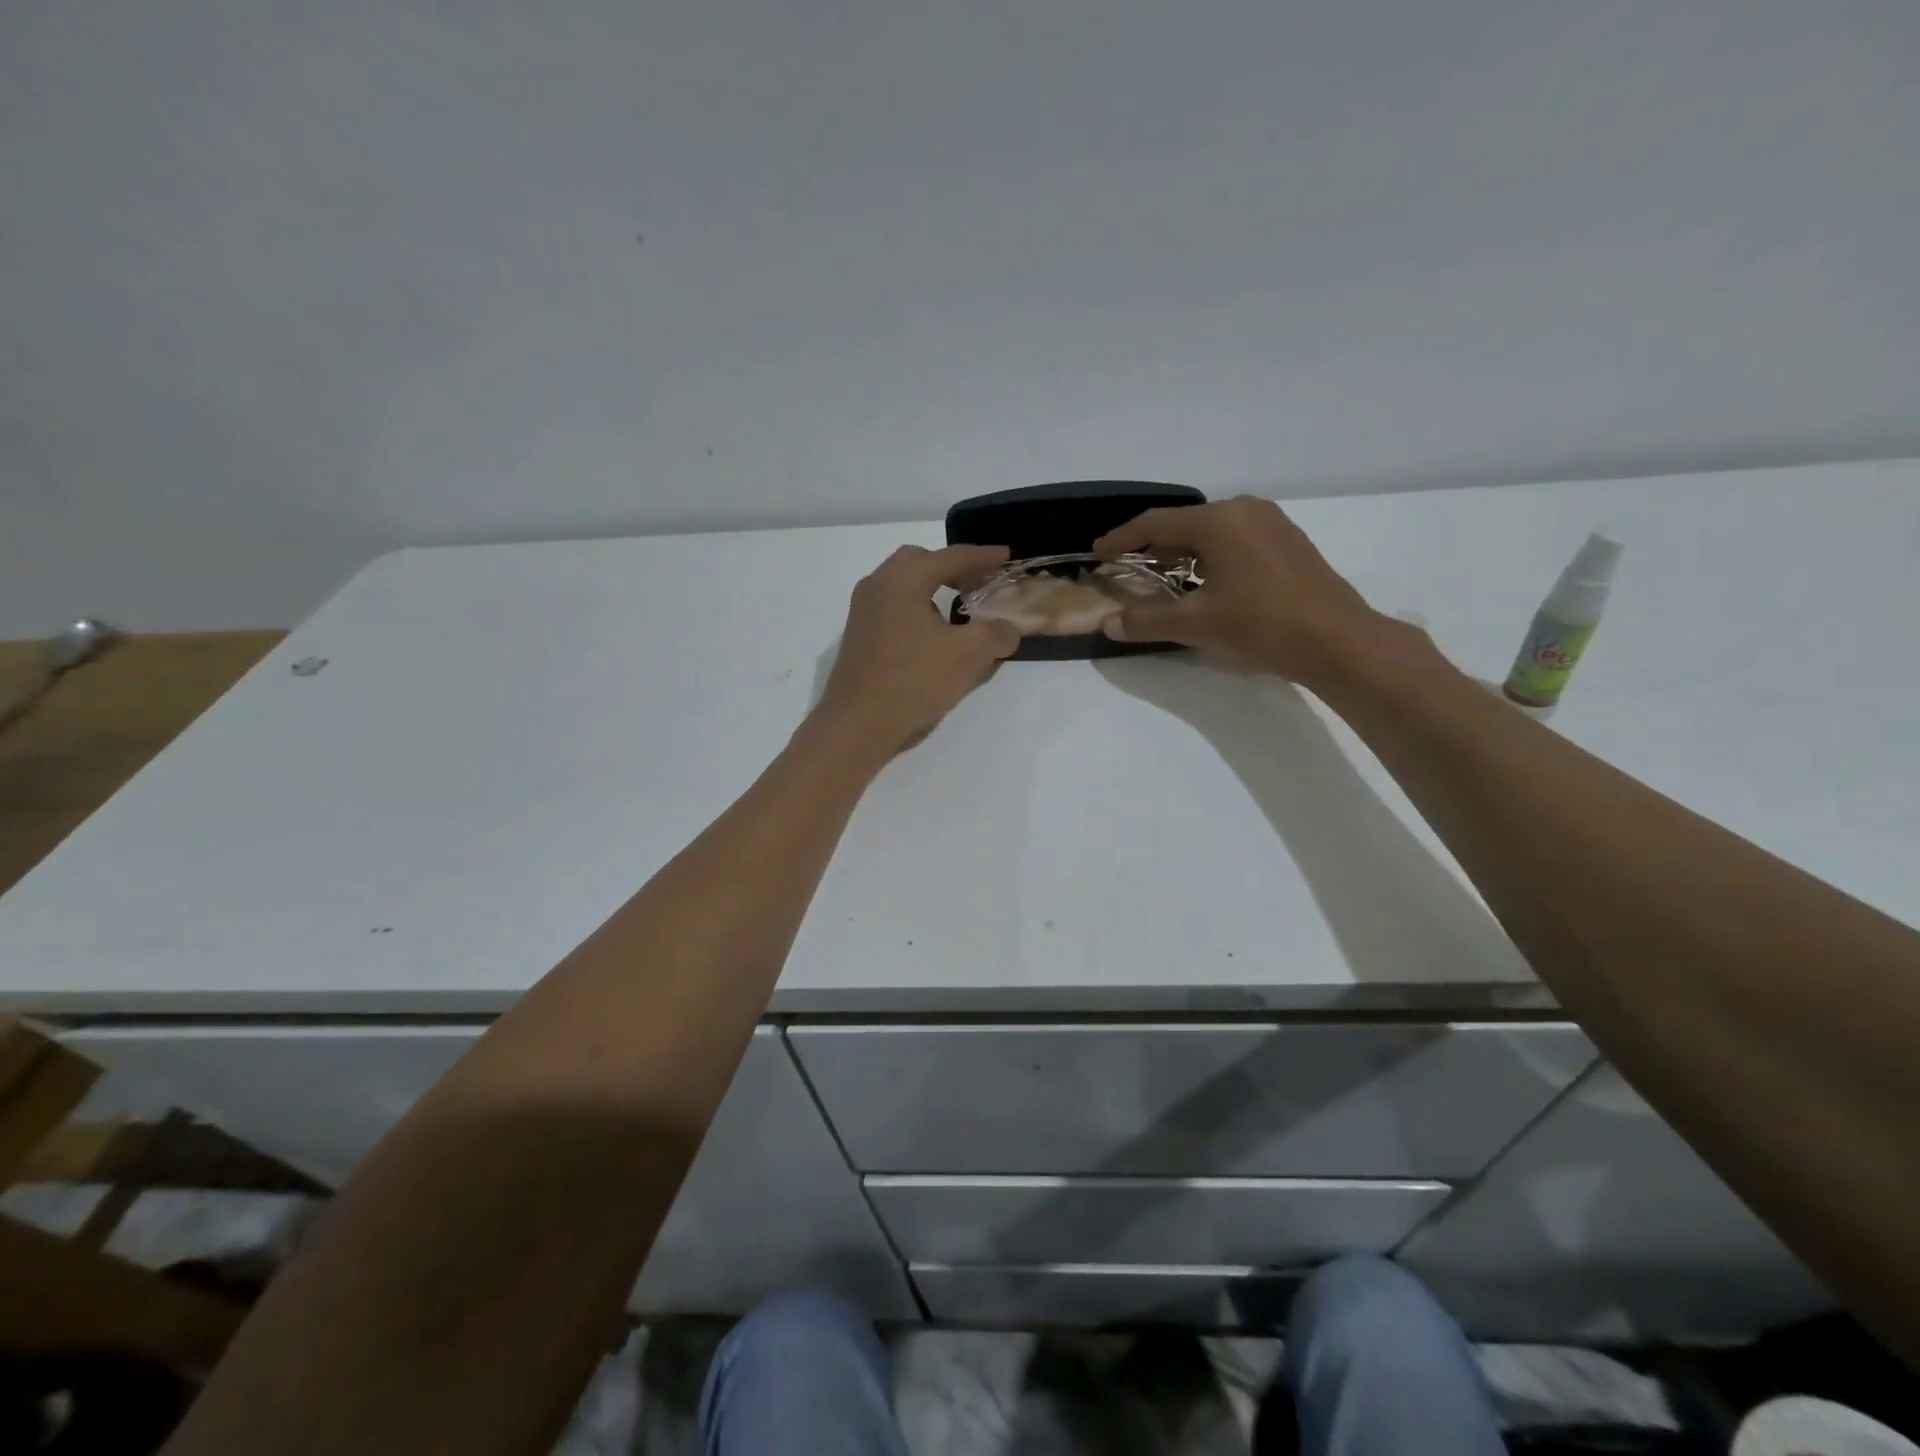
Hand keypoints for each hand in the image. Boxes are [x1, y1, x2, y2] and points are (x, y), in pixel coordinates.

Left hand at [814, 544, 1021, 756]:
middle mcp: (878, 585)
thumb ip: (996, 634)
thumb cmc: (913, 681)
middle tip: (979, 582)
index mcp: (903, 580)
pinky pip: (893, 608)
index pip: (951, 557)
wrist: (857, 725)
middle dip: (952, 567)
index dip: (983, 556)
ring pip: (902, 585)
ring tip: (958, 609)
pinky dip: (917, 609)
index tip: (1006, 556)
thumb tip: (1007, 629)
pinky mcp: (858, 636)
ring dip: (932, 588)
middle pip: (920, 562)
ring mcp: (862, 611)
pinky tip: (932, 635)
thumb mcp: (968, 656)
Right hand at [1094, 496, 1382, 682]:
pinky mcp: (1288, 540)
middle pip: (1183, 524)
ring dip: (1182, 552)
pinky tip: (1207, 581)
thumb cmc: (1260, 624)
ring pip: (1211, 531)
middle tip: (1128, 567)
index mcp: (1217, 521)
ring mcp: (1270, 522)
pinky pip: (1234, 539)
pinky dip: (1210, 555)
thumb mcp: (1195, 625)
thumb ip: (1147, 621)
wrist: (1336, 639)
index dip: (1122, 539)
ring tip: (1163, 577)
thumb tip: (1108, 623)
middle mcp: (1243, 510)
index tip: (1099, 553)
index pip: (1154, 524)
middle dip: (1152, 546)